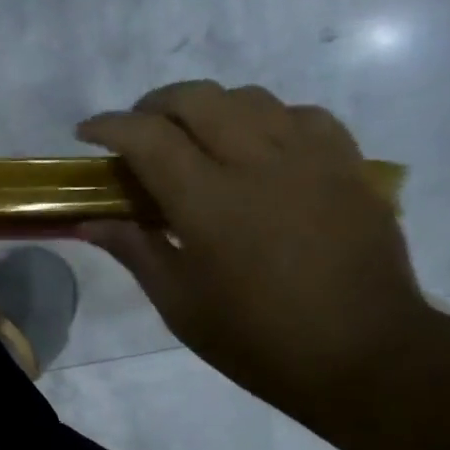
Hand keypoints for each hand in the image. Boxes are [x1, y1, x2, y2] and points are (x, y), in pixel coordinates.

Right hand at [78, 81, 430, 427]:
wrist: (361, 352)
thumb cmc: (255, 338)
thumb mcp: (179, 303)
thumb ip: (134, 250)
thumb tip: (88, 222)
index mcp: (208, 201)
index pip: (148, 137)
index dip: (109, 126)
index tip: (87, 133)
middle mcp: (257, 162)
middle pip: (198, 98)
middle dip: (155, 105)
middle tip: (138, 131)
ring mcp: (310, 156)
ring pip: (249, 97)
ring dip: (209, 107)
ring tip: (195, 138)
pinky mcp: (347, 163)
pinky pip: (300, 115)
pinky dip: (266, 119)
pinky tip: (259, 148)